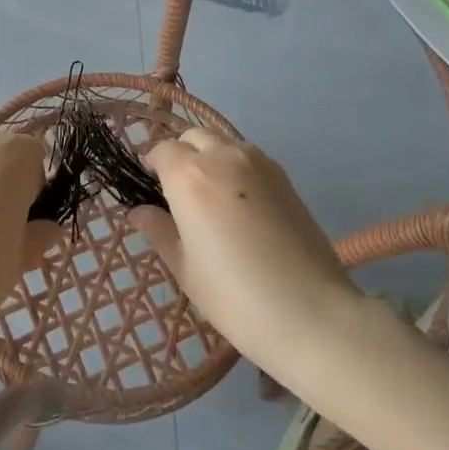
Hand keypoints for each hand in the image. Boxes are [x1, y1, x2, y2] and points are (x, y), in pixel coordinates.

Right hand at [129, 130, 361, 371]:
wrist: (310, 312)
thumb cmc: (234, 296)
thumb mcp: (185, 268)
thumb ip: (158, 230)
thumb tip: (138, 212)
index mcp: (189, 176)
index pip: (161, 151)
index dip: (152, 166)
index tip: (151, 189)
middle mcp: (222, 156)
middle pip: (193, 137)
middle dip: (181, 155)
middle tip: (179, 194)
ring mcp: (258, 162)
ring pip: (223, 142)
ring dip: (210, 156)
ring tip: (212, 197)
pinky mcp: (284, 175)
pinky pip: (248, 156)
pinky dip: (235, 166)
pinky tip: (240, 203)